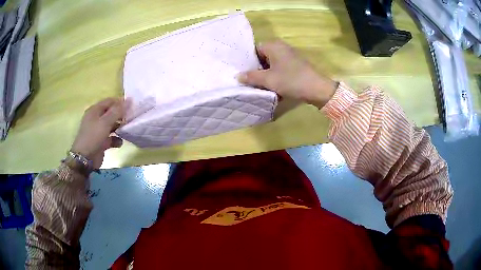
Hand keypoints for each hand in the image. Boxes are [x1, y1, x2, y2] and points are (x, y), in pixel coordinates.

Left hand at [71, 98, 124, 168]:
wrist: (85, 159)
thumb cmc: (93, 137)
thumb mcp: (105, 122)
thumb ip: (117, 111)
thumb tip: (129, 100)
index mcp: (95, 110)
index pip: (109, 101)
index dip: (120, 102)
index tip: (132, 107)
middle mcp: (96, 118)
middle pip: (111, 113)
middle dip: (121, 115)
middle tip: (131, 119)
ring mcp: (98, 131)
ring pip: (112, 125)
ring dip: (119, 128)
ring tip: (127, 130)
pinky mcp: (101, 142)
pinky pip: (111, 138)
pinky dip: (116, 139)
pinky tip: (119, 143)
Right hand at [238, 40, 337, 107]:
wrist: (317, 88)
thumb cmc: (291, 80)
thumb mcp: (268, 80)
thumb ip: (251, 77)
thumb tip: (238, 76)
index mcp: (273, 45)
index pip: (254, 49)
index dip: (247, 61)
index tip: (243, 73)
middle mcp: (281, 46)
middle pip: (262, 56)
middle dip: (256, 68)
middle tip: (249, 80)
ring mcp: (289, 55)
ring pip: (271, 62)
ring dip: (266, 73)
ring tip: (259, 84)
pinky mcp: (295, 63)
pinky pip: (280, 67)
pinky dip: (275, 74)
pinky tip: (272, 85)